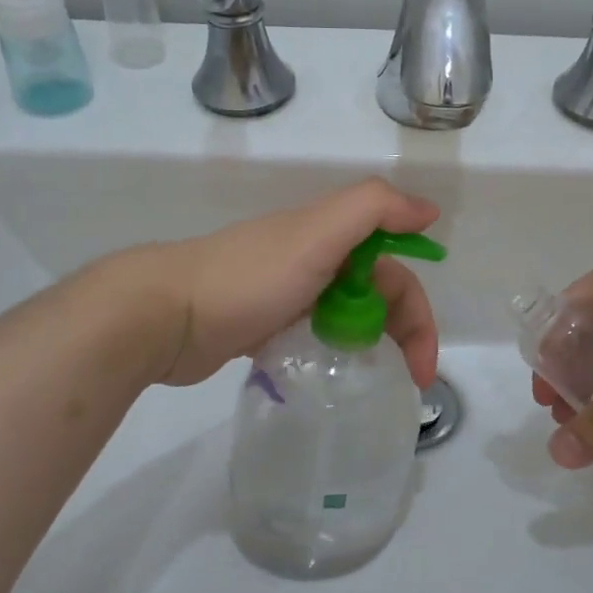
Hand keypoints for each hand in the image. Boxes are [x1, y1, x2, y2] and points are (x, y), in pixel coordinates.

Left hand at [125, 177, 441, 387]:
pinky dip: (332, 351)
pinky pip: (314, 335)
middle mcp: (315, 260)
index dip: (418, 312)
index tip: (422, 368)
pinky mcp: (264, 325)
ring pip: (347, 316)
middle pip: (376, 296)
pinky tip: (332, 375)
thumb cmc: (249, 278)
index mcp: (332, 237)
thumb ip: (374, 209)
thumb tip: (428, 210)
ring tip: (374, 383)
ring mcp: (288, 294)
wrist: (164, 315)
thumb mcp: (316, 233)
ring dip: (370, 345)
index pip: (395, 273)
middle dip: (402, 334)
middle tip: (410, 382)